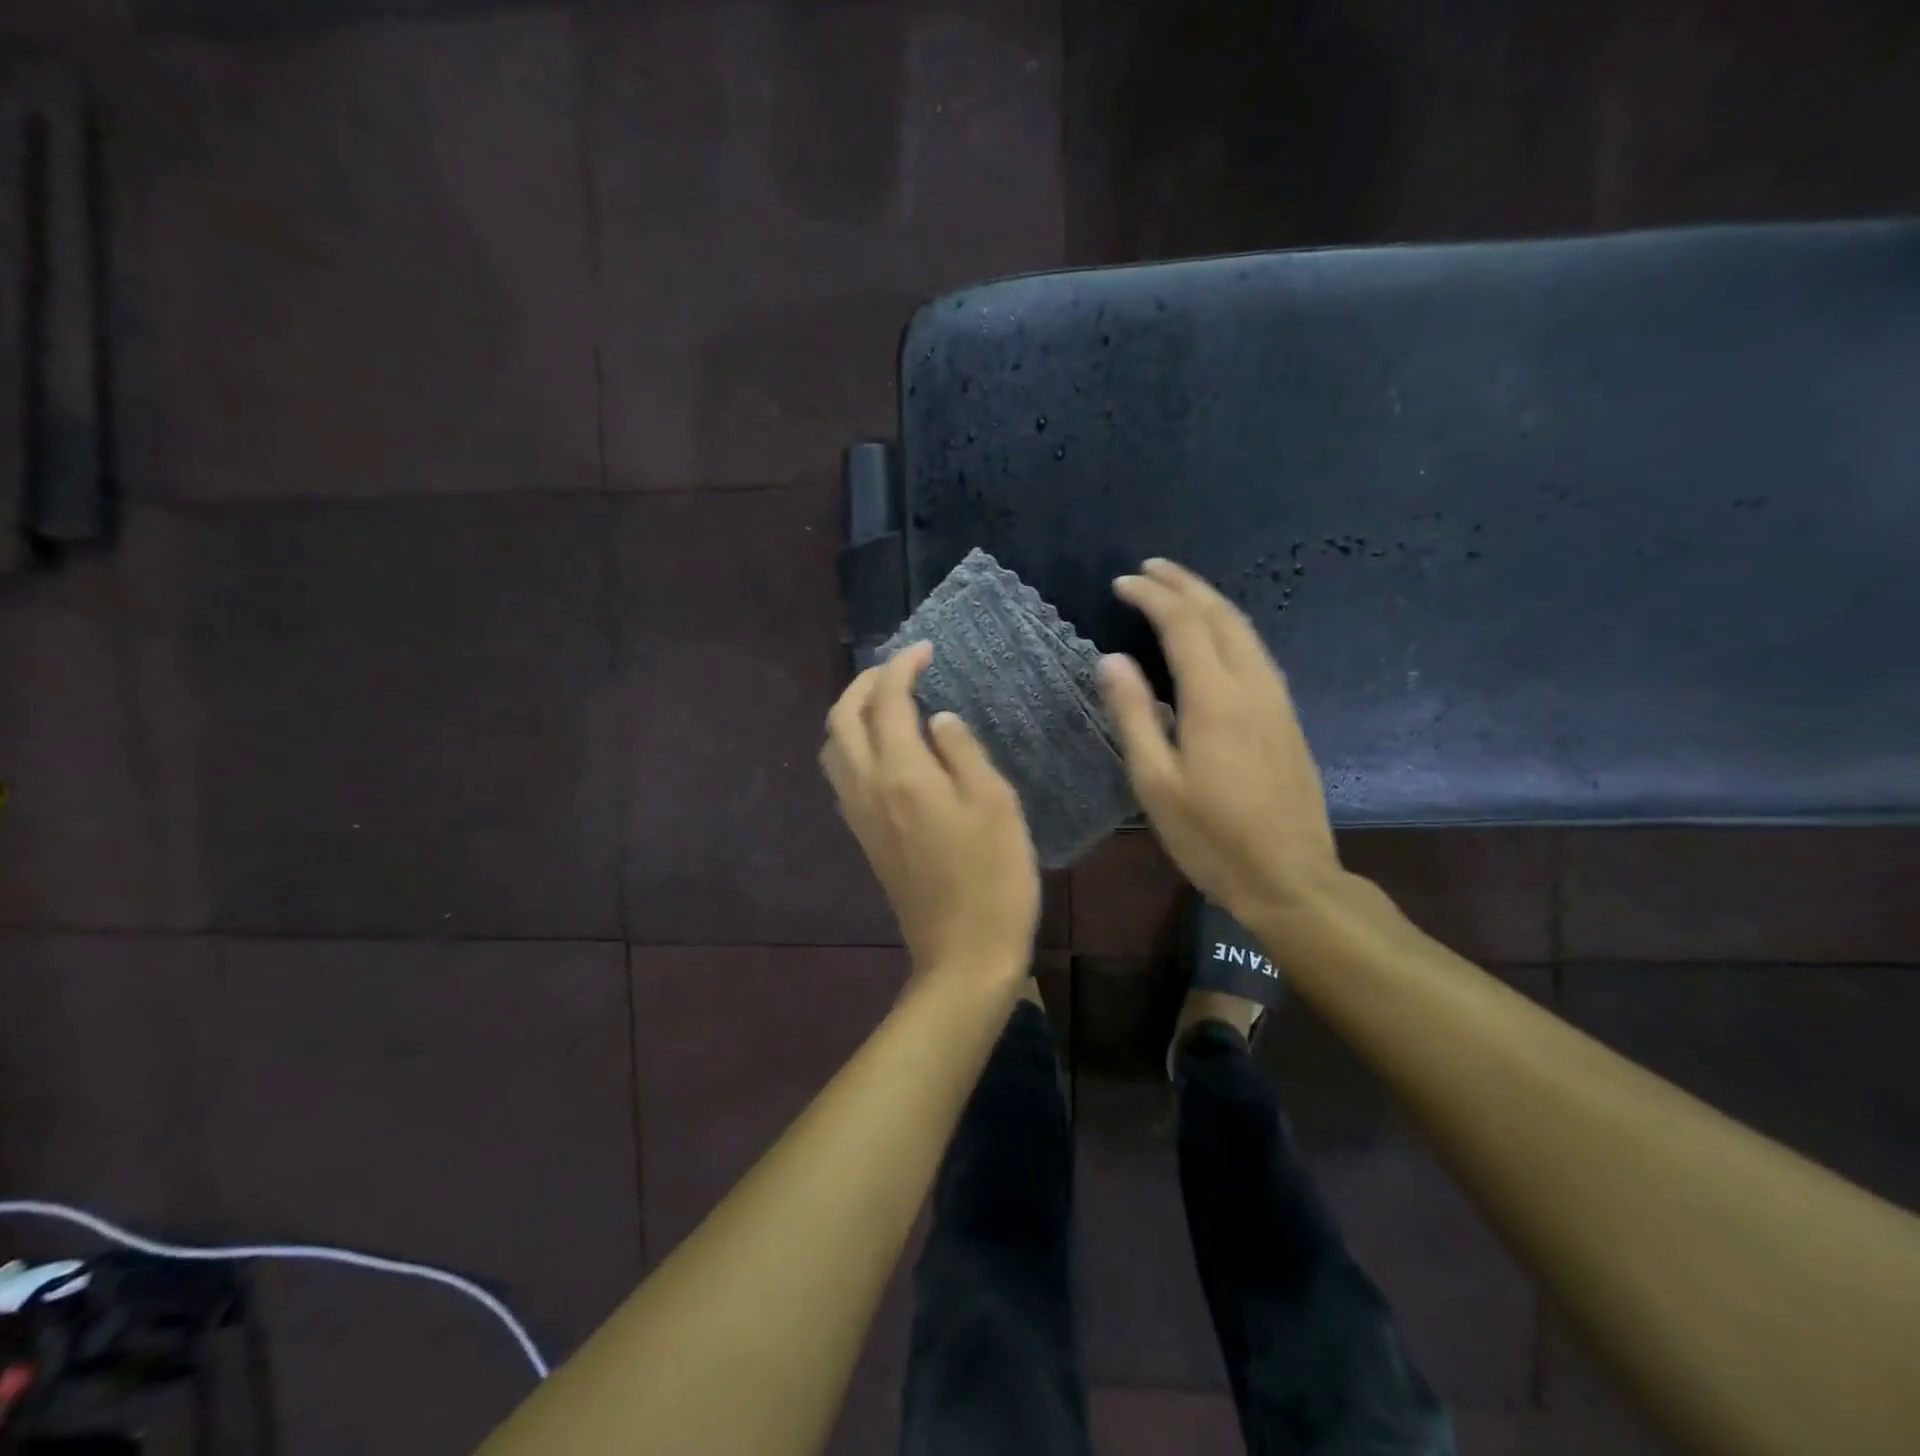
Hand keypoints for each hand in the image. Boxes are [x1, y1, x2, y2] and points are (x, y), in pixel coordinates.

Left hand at [822, 642, 1040, 980]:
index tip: (926, 650)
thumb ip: (963, 751)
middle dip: (865, 683)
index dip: (902, 667)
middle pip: (842, 719)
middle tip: (900, 669)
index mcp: (902, 774)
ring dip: (852, 714)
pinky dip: (853, 746)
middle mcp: (868, 788)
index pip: (888, 701)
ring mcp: (860, 817)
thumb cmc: (994, 877)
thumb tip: (938, 719)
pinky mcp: (865, 839)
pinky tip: (885, 751)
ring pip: (834, 748)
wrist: (963, 954)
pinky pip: (843, 777)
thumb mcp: (995, 803)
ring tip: (887, 704)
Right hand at [1098, 558, 1342, 925]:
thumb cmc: (1212, 837)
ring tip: (1180, 591)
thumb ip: (1134, 716)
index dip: (1152, 597)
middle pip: (1221, 615)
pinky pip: (1257, 653)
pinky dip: (1229, 628)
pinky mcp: (1287, 717)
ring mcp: (1277, 700)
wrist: (1290, 877)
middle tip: (1151, 568)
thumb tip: (1112, 660)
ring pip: (1245, 630)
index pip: (1183, 625)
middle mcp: (1252, 686)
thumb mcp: (1156, 783)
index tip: (1122, 583)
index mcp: (1215, 699)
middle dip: (1185, 584)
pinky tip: (1216, 639)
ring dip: (1211, 602)